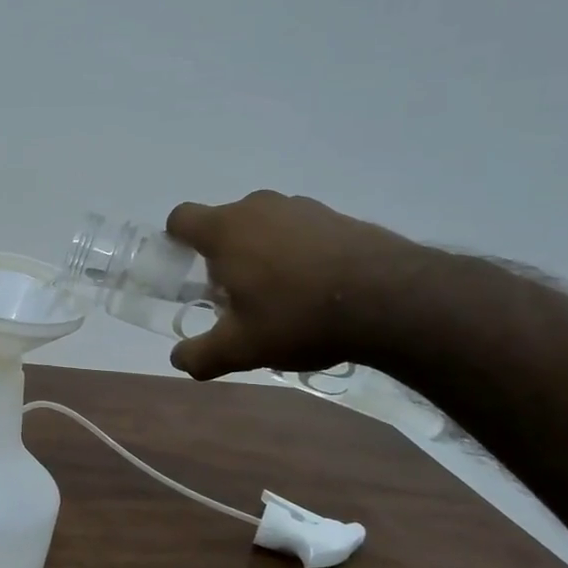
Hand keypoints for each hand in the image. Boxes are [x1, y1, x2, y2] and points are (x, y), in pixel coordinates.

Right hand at [164, 191, 414, 380]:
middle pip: (223, 224)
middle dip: (222, 256)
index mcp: (225, 230)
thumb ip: (201, 355)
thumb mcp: (241, 348)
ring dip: (261, 253)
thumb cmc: (298, 317)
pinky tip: (316, 289)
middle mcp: (258, 207)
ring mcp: (301, 207)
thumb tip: (178, 360)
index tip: (188, 271)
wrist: (391, 300)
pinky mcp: (337, 216)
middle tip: (236, 297)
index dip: (176, 242)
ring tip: (281, 296)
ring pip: (263, 226)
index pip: (181, 218)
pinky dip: (297, 253)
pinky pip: (299, 231)